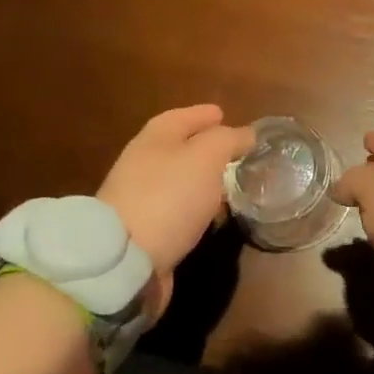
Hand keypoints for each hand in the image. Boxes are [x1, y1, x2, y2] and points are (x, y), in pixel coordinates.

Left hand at [98, 104, 255, 320]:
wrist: (126, 258)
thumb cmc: (169, 196)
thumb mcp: (207, 157)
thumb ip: (229, 140)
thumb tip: (247, 134)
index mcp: (155, 138)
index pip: (182, 116)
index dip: (204, 114)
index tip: (225, 115)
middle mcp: (144, 163)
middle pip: (179, 148)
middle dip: (207, 149)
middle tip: (236, 153)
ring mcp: (141, 198)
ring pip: (181, 181)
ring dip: (205, 182)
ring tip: (232, 186)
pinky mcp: (145, 230)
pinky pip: (179, 211)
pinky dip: (198, 209)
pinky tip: (215, 217)